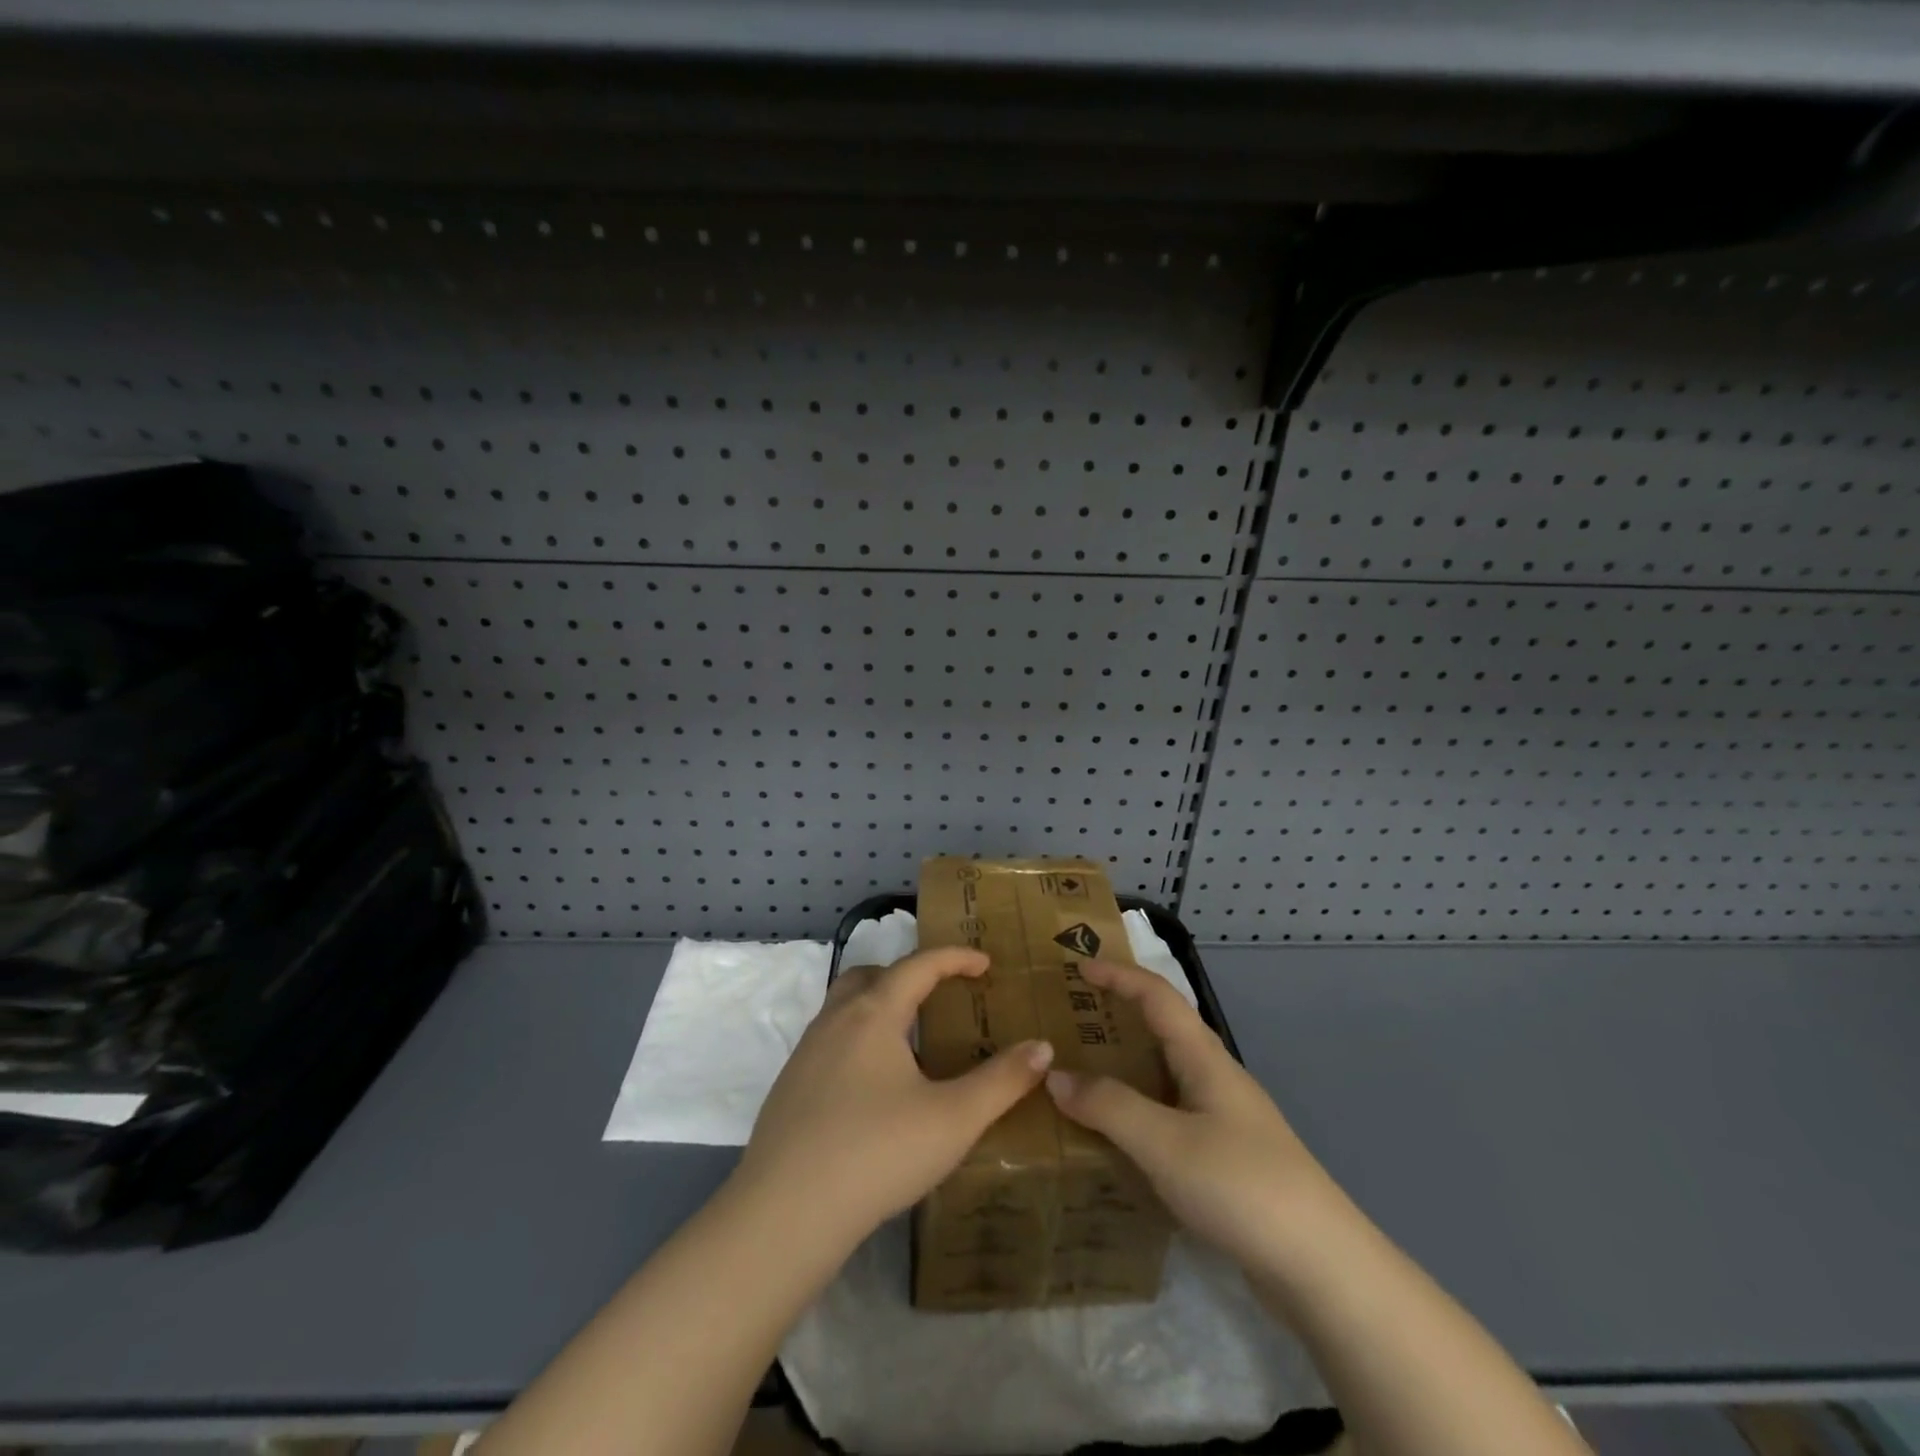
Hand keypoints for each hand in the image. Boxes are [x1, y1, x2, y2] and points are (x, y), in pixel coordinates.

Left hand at [734, 947, 1054, 1251]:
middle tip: (940, 997)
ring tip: (910, 1043)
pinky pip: (829, 1042)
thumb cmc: (877, 1153)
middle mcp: (835, 1021)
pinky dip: (858, 1041)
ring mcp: (805, 1054)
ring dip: (879, 1007)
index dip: (955, 958)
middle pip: (871, 975)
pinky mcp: (788, 1088)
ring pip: (844, 1008)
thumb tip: (1042, 1048)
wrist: (784, 1215)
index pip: (918, 965)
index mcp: (873, 1014)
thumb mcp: (954, 1120)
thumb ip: (1002, 1081)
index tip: (985, 964)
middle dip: (908, 975)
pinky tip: (874, 1089)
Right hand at [1045, 958, 1335, 1269]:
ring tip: (1082, 1073)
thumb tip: (1055, 1075)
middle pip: (1163, 1029)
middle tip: (1072, 1020)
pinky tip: (1117, 1136)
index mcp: (1204, 1058)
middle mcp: (1215, 1078)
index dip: (1119, 976)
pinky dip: (1138, 1109)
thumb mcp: (1164, 1142)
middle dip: (1119, 1016)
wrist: (1322, 1267)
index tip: (1078, 968)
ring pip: (1166, 1075)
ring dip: (1126, 1066)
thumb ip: (1108, 1105)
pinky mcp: (1227, 1158)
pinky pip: (1171, 1114)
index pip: (1157, 996)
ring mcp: (1225, 1119)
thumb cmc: (1240, 1185)